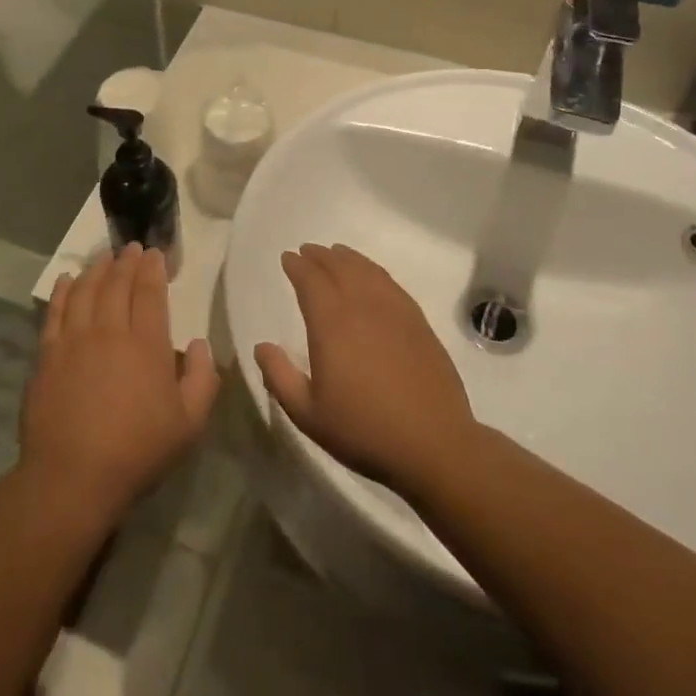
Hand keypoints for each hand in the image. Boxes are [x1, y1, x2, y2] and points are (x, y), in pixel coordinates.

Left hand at [22, 245, 218, 519]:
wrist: (73, 476)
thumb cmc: (138, 450)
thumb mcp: (189, 424)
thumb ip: (202, 379)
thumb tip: (199, 344)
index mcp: (147, 344)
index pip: (150, 293)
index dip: (153, 269)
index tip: (154, 253)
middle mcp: (110, 331)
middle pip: (117, 284)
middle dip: (126, 261)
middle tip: (131, 248)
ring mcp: (74, 340)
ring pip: (85, 291)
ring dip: (97, 269)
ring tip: (104, 258)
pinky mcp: (48, 354)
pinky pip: (55, 311)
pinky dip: (63, 291)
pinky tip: (67, 280)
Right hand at [255, 244, 476, 497]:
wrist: (434, 444)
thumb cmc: (364, 431)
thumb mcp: (308, 414)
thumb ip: (279, 377)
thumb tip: (262, 346)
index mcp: (331, 325)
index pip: (311, 281)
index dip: (298, 266)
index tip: (287, 258)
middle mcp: (363, 307)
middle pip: (339, 268)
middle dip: (320, 256)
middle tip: (308, 251)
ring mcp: (395, 312)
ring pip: (367, 271)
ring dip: (348, 258)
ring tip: (337, 253)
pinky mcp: (419, 323)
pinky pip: (392, 284)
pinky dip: (375, 272)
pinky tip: (372, 276)